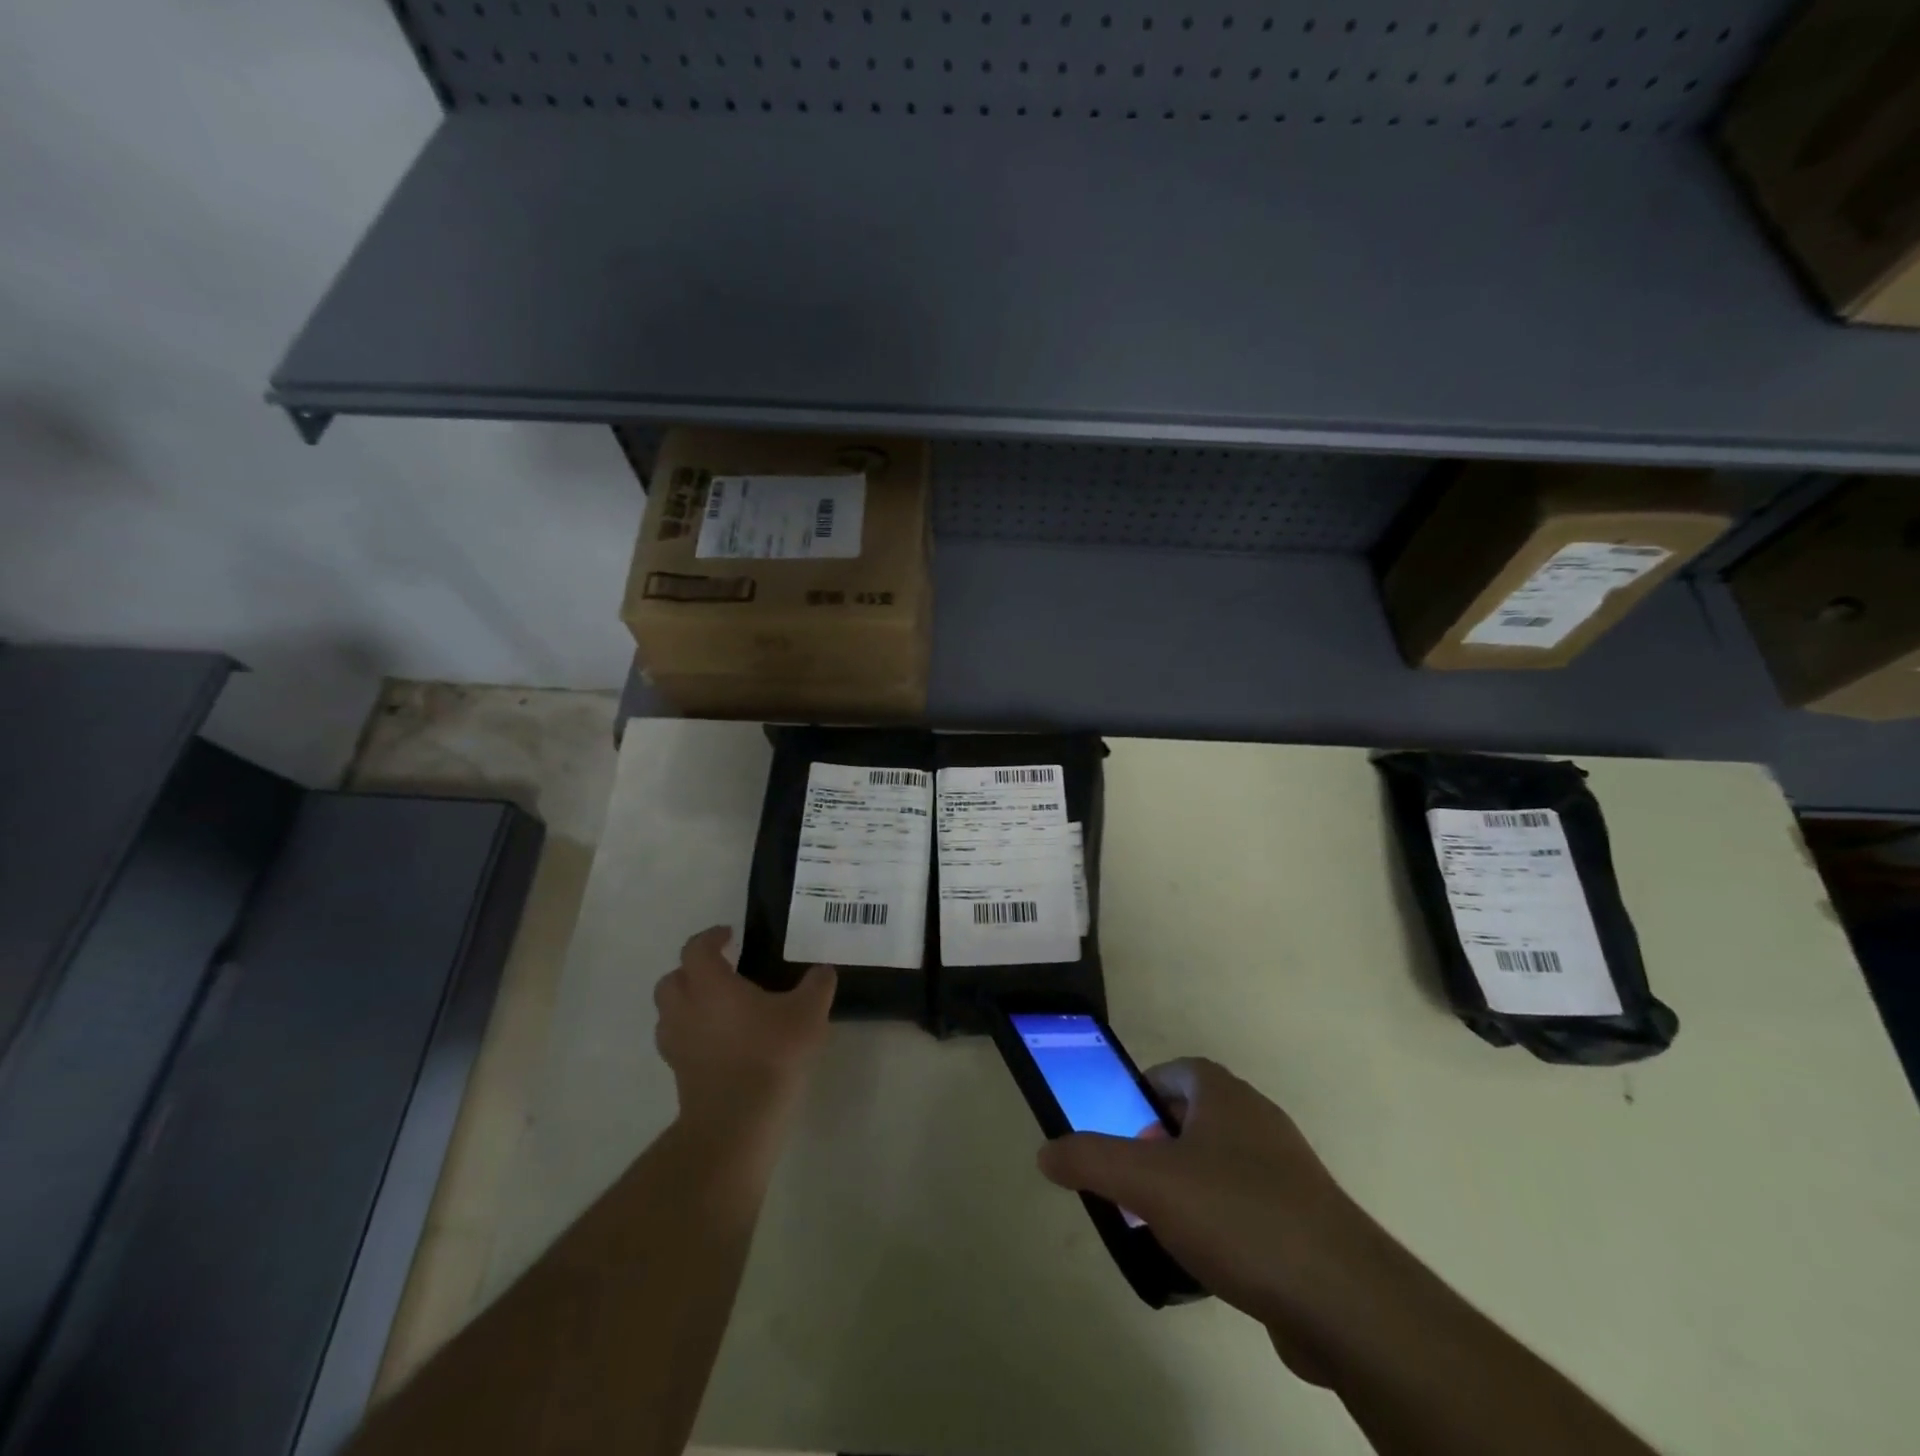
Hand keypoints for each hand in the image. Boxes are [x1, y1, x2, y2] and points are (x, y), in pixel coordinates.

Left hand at [654, 926, 835, 1135]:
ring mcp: (677, 1045)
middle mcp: (685, 1009)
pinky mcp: (679, 1074)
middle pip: (672, 980)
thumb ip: (817, 985)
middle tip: (720, 971)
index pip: (696, 949)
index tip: (729, 935)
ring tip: (720, 1008)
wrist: (737, 1122)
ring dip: (688, 1003)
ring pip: (669, 1013)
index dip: (711, 937)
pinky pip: (679, 1042)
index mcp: (710, 985)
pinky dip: (693, 1034)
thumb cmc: (771, 1055)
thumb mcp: (808, 1013)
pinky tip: (722, 1042)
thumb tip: (823, 970)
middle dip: (692, 970)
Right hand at [1037, 1058, 1372, 1384]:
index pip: (1177, 1072)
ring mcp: (1287, 1171)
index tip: (1121, 1130)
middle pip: (1195, 1119)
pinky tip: (1207, 1263)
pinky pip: (1248, 1207)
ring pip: (1220, 1166)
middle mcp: (1258, 1121)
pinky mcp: (1305, 1220)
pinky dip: (1221, 1224)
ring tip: (1162, 1227)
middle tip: (1134, 1183)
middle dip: (1159, 1146)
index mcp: (1225, 1096)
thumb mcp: (1147, 1183)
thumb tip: (1046, 1151)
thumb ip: (1091, 1160)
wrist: (1342, 1298)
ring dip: (1188, 1188)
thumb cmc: (1236, 1215)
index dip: (1143, 1093)